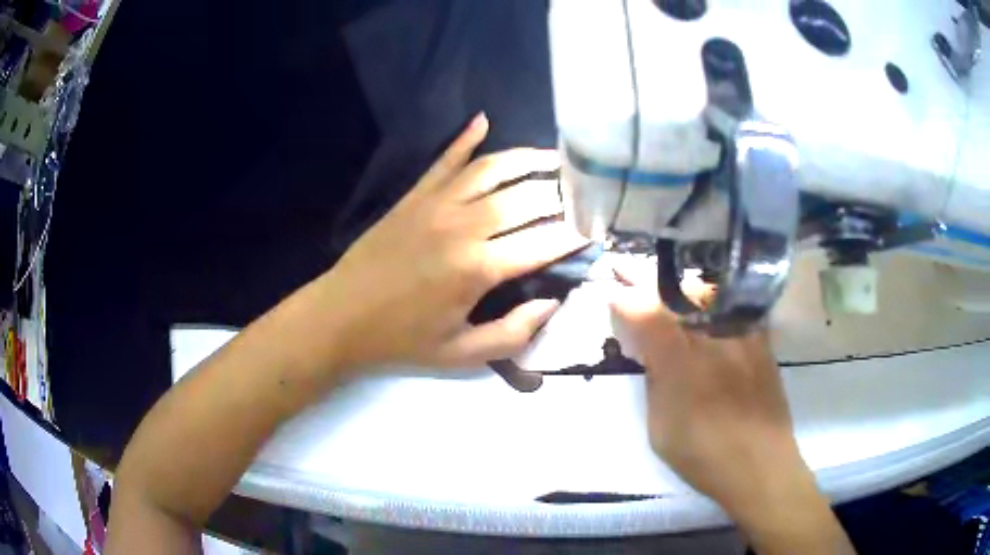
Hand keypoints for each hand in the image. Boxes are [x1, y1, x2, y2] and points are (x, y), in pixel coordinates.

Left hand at [318, 114, 587, 370]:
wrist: (340, 318)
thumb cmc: (402, 341)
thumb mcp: (461, 355)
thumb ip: (513, 333)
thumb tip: (552, 303)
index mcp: (479, 268)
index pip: (544, 242)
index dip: (575, 236)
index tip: (596, 231)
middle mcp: (464, 226)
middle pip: (527, 197)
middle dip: (563, 194)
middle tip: (584, 193)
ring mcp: (437, 204)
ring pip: (493, 169)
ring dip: (528, 158)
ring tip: (555, 157)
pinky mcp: (415, 196)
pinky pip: (446, 160)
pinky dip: (465, 138)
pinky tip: (483, 120)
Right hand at [612, 268, 855, 553]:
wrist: (761, 465)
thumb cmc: (704, 454)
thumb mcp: (660, 428)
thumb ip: (654, 382)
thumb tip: (650, 352)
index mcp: (680, 361)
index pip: (644, 312)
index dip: (625, 299)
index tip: (614, 294)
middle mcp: (712, 336)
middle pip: (677, 291)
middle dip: (652, 287)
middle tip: (638, 285)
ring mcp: (741, 334)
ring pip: (707, 292)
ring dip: (683, 291)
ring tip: (672, 298)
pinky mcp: (761, 340)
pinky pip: (733, 307)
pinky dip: (714, 303)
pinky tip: (709, 318)